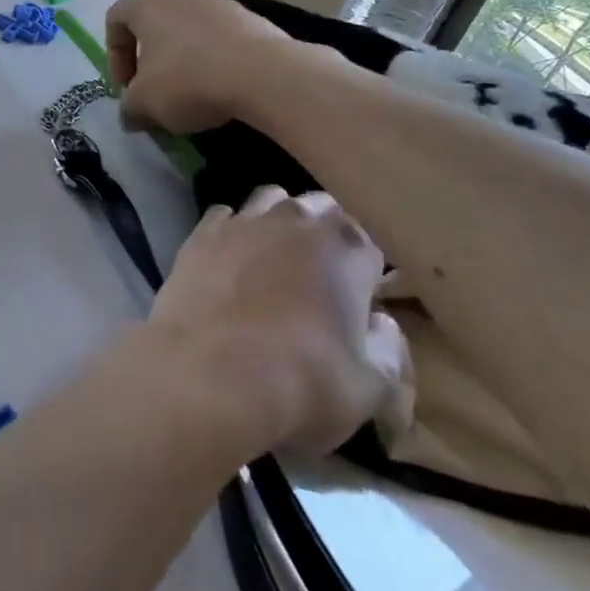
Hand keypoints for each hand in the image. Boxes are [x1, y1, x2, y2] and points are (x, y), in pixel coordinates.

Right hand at [104, 0, 295, 133]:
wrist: (264, 74)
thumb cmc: (188, 80)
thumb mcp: (144, 103)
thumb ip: (128, 107)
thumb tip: (130, 114)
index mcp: (145, 0)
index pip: (115, 22)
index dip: (114, 60)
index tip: (126, 90)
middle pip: (152, 22)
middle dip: (148, 58)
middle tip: (152, 90)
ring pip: (186, 29)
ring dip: (180, 58)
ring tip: (188, 92)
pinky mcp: (248, 15)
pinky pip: (217, 37)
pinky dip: (211, 58)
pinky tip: (219, 87)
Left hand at [147, 187, 400, 456]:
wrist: (206, 379)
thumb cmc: (301, 385)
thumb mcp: (372, 390)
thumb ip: (389, 350)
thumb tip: (382, 324)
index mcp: (346, 249)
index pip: (367, 241)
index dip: (366, 268)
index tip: (361, 295)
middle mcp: (295, 222)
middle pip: (320, 209)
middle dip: (325, 232)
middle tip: (322, 274)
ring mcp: (242, 223)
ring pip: (270, 200)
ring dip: (279, 220)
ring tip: (277, 256)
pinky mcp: (200, 235)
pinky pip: (223, 217)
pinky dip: (232, 231)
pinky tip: (231, 258)